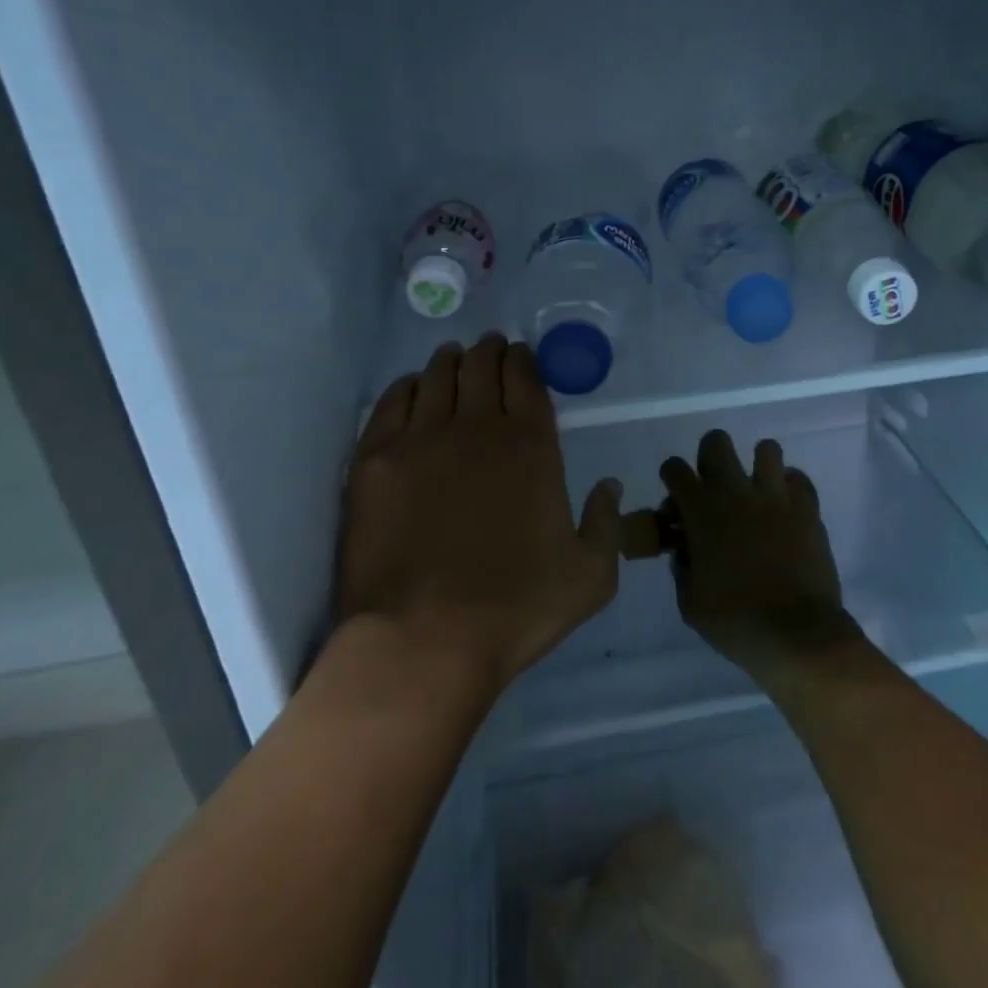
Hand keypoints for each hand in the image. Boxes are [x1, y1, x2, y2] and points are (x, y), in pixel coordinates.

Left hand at [336, 334, 621, 695]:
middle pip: (481, 368)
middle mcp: (478, 428)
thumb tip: (610, 486)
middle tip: (488, 347)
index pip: (526, 379)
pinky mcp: (376, 460)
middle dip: (488, 352)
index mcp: (532, 446)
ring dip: (449, 362)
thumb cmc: (515, 609)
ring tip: (452, 357)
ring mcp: (422, 440)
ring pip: (436, 378)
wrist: (423, 640)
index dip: (523, 359)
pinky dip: (406, 387)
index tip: (519, 352)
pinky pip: (391, 404)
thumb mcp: (591, 576)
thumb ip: (606, 523)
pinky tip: (411, 386)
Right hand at [659, 430, 857, 685]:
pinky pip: (798, 479)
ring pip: (766, 449)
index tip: (678, 503)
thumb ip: (682, 566)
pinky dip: (790, 488)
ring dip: (757, 466)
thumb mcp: (690, 602)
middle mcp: (736, 492)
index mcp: (701, 511)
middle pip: (716, 442)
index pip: (675, 469)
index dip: (672, 480)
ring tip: (758, 493)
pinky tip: (786, 509)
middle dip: (710, 457)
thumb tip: (686, 549)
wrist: (797, 635)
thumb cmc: (735, 621)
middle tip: (716, 487)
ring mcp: (775, 496)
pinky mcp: (807, 508)